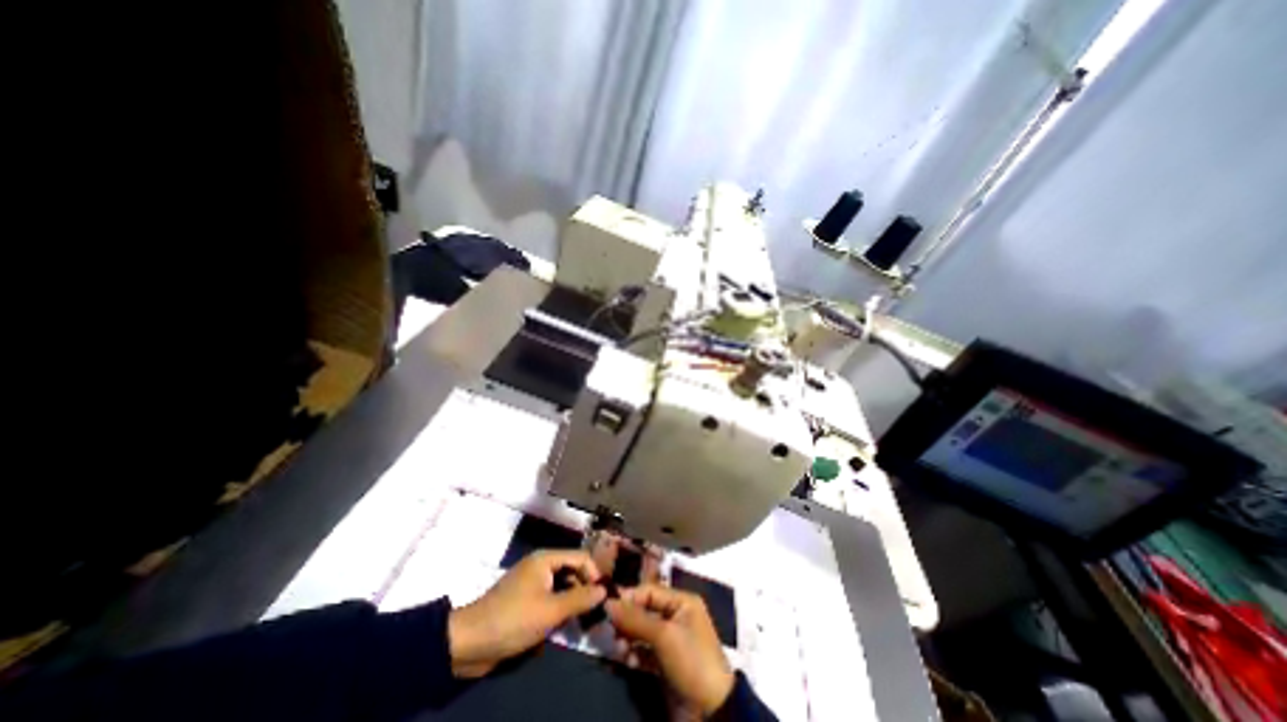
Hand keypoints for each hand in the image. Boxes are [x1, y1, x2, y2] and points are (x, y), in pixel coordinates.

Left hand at [449, 551, 610, 680]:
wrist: (468, 642)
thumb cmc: (513, 619)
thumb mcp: (551, 611)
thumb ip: (579, 599)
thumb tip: (604, 590)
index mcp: (546, 559)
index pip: (581, 557)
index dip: (594, 574)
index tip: (602, 597)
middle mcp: (541, 565)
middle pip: (573, 570)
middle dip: (585, 588)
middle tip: (595, 612)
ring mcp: (533, 582)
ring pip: (563, 585)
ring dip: (573, 601)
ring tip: (582, 621)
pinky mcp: (526, 599)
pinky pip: (551, 597)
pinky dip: (560, 608)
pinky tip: (564, 625)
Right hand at [607, 587, 732, 717]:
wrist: (711, 711)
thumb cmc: (691, 660)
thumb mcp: (663, 635)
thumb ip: (635, 619)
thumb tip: (608, 604)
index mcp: (682, 602)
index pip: (650, 591)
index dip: (629, 597)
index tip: (607, 607)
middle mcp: (676, 616)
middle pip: (644, 611)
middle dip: (627, 620)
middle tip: (611, 632)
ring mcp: (670, 640)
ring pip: (642, 632)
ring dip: (628, 639)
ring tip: (619, 650)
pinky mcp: (665, 662)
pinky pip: (644, 651)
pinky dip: (634, 654)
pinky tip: (627, 661)